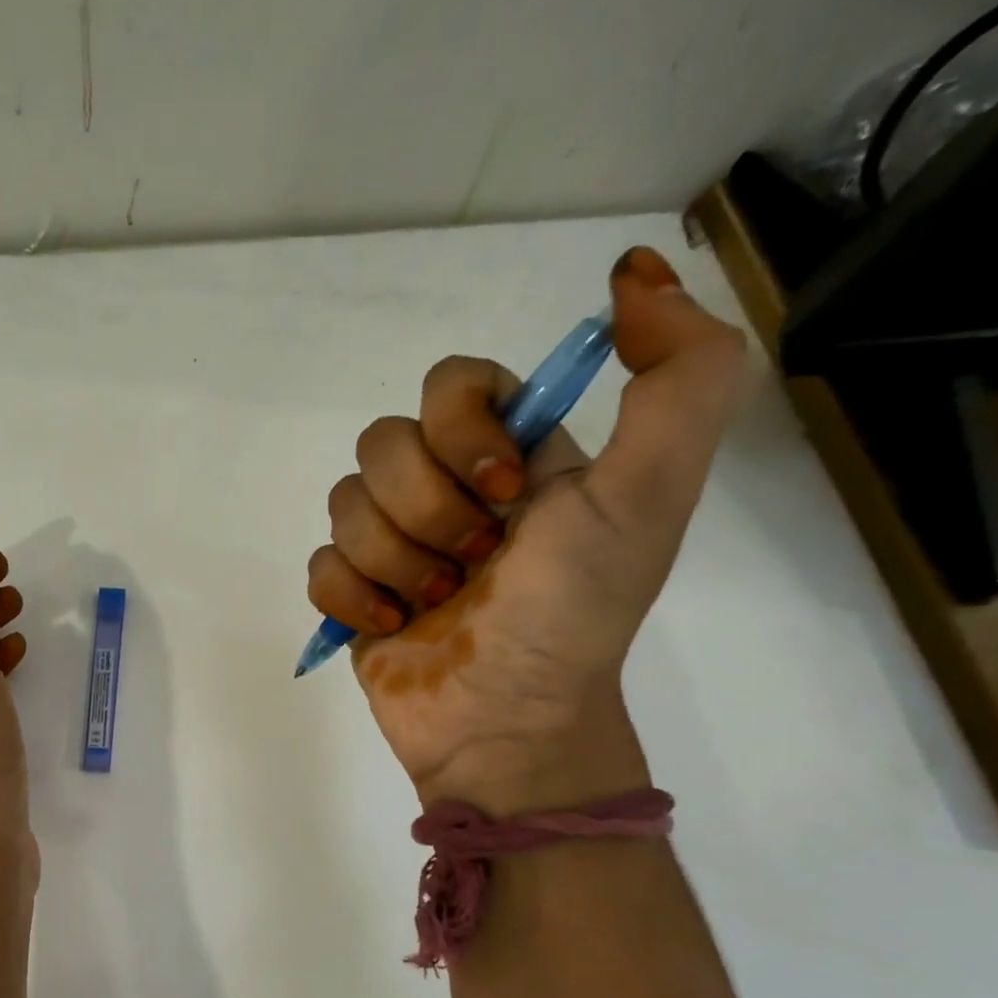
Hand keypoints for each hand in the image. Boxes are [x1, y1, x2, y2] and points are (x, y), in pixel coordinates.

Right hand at [306, 247, 747, 807]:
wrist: (510, 725)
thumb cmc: (573, 613)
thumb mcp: (649, 495)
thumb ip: (678, 379)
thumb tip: (635, 271)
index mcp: (510, 456)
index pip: (450, 381)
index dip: (461, 427)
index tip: (505, 491)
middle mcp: (446, 488)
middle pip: (383, 442)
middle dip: (428, 510)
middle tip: (474, 563)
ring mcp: (392, 542)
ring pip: (344, 502)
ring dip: (394, 559)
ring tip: (436, 602)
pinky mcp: (352, 591)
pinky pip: (319, 561)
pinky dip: (353, 596)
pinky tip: (392, 625)